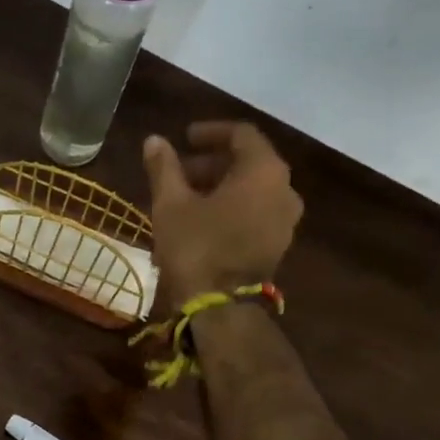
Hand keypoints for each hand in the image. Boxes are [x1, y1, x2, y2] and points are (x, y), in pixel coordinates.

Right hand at [143, 121, 303, 304]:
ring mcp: (286, 220)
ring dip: (221, 185)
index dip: (210, 132)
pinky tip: (203, 219)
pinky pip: (257, 211)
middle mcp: (285, 190)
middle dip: (212, 162)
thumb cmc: (195, 247)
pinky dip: (233, 206)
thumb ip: (164, 167)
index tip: (184, 138)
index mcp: (264, 171)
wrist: (220, 307)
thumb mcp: (171, 203)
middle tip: (179, 171)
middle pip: (249, 162)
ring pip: (253, 188)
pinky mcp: (278, 244)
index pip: (241, 134)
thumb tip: (154, 140)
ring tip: (187, 196)